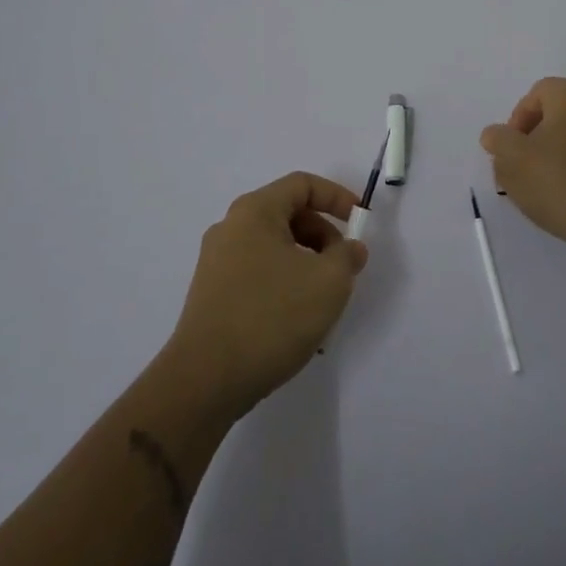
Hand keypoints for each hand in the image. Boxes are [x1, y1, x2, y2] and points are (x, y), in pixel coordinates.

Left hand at [165, 172, 368, 417]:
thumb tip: (350, 249)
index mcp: (255, 212)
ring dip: (306, 263)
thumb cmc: (272, 317)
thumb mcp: (328, 282)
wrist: (205, 381)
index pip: (302, 184)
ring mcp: (216, 262)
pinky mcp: (212, 294)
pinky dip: (284, 282)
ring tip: (323, 300)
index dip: (337, 196)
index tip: (360, 222)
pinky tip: (296, 319)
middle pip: (287, 214)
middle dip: (323, 235)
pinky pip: (258, 272)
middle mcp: (231, 228)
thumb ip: (348, 256)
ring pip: (274, 246)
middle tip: (343, 267)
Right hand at [481, 78, 565, 263]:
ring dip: (562, 152)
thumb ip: (498, 140)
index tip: (510, 150)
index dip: (518, 119)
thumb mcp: (512, 161)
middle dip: (539, 136)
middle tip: (524, 166)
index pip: (538, 93)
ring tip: (548, 184)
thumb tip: (496, 134)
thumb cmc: (561, 184)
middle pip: (561, 113)